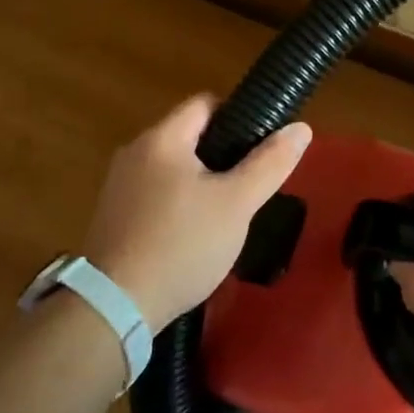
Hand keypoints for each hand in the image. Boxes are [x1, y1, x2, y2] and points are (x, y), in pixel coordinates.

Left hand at [82, 95, 311, 330]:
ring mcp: (118, 185)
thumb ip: (269, 164)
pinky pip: (154, 195)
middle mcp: (134, 152)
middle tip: (248, 186)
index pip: (205, 103)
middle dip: (221, 155)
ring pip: (172, 169)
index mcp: (162, 138)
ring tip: (225, 215)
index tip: (261, 147)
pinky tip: (192, 237)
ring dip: (199, 183)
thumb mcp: (236, 204)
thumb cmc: (181, 245)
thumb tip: (301, 128)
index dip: (238, 116)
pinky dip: (176, 205)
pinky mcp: (112, 216)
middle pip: (188, 136)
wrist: (114, 308)